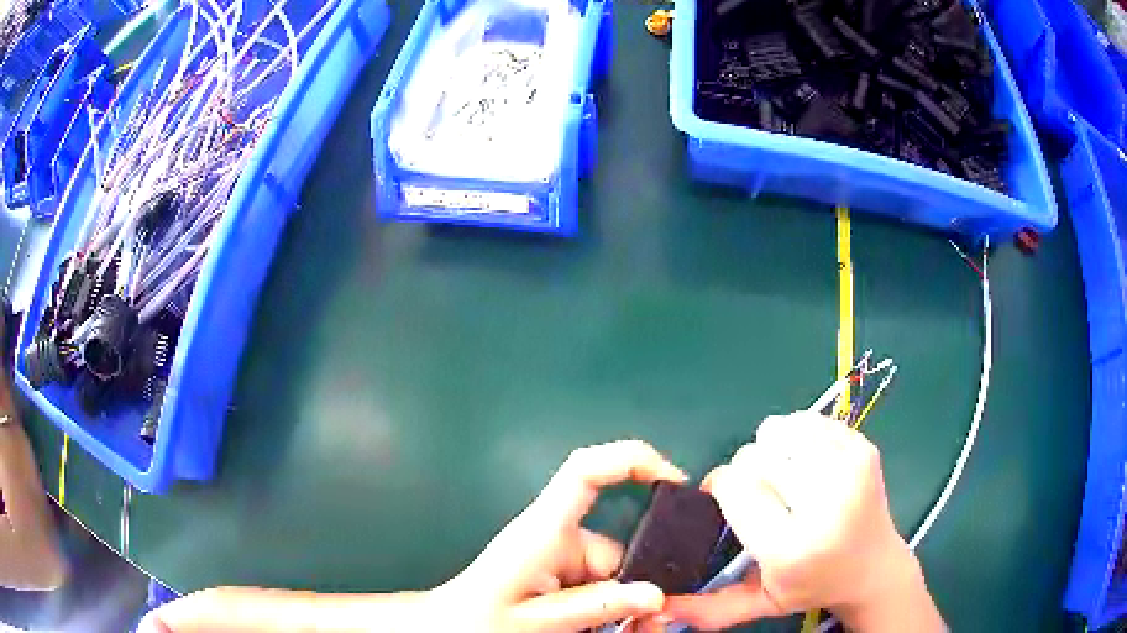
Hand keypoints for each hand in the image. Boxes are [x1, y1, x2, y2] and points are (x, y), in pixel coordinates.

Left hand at [434, 440, 687, 632]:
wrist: (446, 629)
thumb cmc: (477, 621)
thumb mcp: (538, 621)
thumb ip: (595, 606)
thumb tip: (655, 594)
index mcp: (542, 531)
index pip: (586, 471)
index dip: (631, 460)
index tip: (674, 481)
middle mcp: (553, 537)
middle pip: (616, 551)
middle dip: (638, 589)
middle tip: (651, 625)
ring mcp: (555, 557)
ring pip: (611, 577)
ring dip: (623, 607)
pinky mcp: (555, 576)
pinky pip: (596, 588)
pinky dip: (607, 611)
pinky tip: (604, 631)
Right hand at [665, 413, 942, 631]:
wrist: (875, 568)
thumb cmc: (813, 585)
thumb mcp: (761, 602)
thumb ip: (709, 608)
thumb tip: (656, 606)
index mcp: (793, 548)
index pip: (735, 487)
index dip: (720, 485)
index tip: (723, 497)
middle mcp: (825, 504)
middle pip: (755, 455)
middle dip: (746, 470)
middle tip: (760, 493)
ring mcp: (850, 468)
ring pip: (781, 430)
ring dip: (771, 448)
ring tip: (783, 475)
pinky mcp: (864, 447)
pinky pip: (809, 420)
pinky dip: (798, 437)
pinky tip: (807, 463)